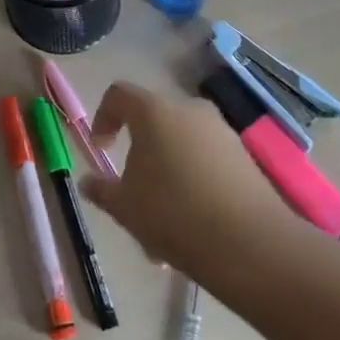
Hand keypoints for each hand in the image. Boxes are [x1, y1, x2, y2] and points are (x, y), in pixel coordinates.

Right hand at [81, 82, 298, 273]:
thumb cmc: (174, 214)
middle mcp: (188, 110)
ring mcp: (221, 131)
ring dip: (167, 171)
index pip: (118, 95)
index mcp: (153, 111)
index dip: (103, 117)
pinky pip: (206, 159)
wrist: (251, 245)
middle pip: (153, 121)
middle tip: (133, 190)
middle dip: (139, 152)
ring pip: (181, 144)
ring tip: (163, 218)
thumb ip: (102, 190)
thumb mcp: (125, 207)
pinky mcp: (244, 156)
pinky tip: (192, 222)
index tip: (101, 149)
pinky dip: (193, 180)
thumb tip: (88, 182)